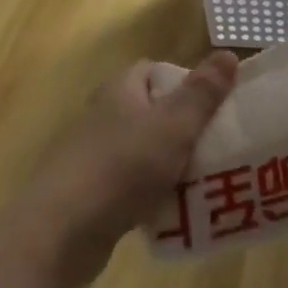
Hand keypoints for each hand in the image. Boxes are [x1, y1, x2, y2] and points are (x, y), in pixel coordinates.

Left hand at [10, 52, 237, 287]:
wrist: (59, 233)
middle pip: (153, 111)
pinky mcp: (89, 194)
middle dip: (184, 128)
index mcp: (121, 89)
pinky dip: (151, 194)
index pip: (157, 71)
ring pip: (144, 151)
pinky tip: (173, 211)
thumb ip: (203, 93)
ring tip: (204, 181)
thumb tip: (229, 54)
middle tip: (217, 146)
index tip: (214, 107)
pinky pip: (131, 186)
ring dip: (171, 164)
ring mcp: (94, 155)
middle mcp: (104, 114)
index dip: (187, 83)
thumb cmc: (122, 167)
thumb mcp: (173, 126)